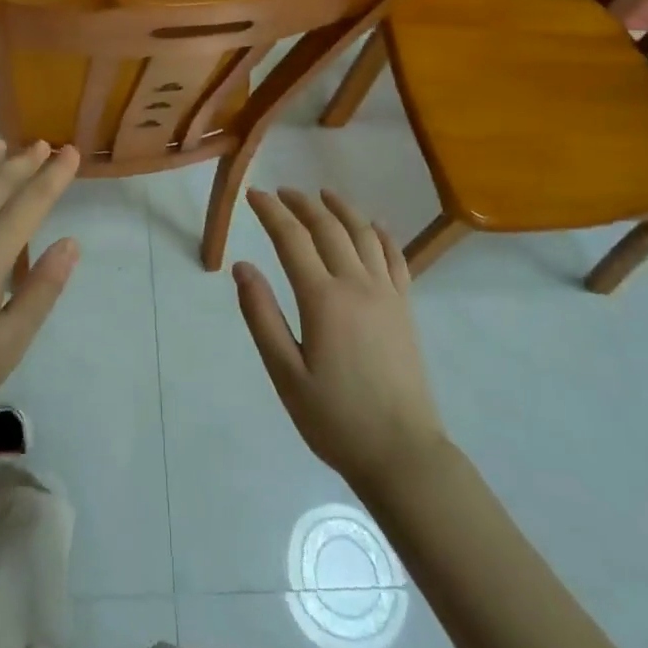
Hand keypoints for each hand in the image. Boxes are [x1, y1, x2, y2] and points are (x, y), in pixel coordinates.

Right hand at [235, 188, 446, 489]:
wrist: (403, 454)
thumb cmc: (335, 419)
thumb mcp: (285, 374)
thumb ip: (262, 316)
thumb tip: (242, 267)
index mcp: (323, 299)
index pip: (292, 238)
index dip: (271, 211)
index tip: (253, 194)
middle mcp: (357, 285)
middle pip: (328, 227)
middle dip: (302, 204)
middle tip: (281, 192)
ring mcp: (387, 294)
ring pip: (363, 234)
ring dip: (341, 209)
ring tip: (323, 195)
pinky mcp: (405, 308)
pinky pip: (395, 258)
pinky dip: (381, 235)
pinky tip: (373, 226)